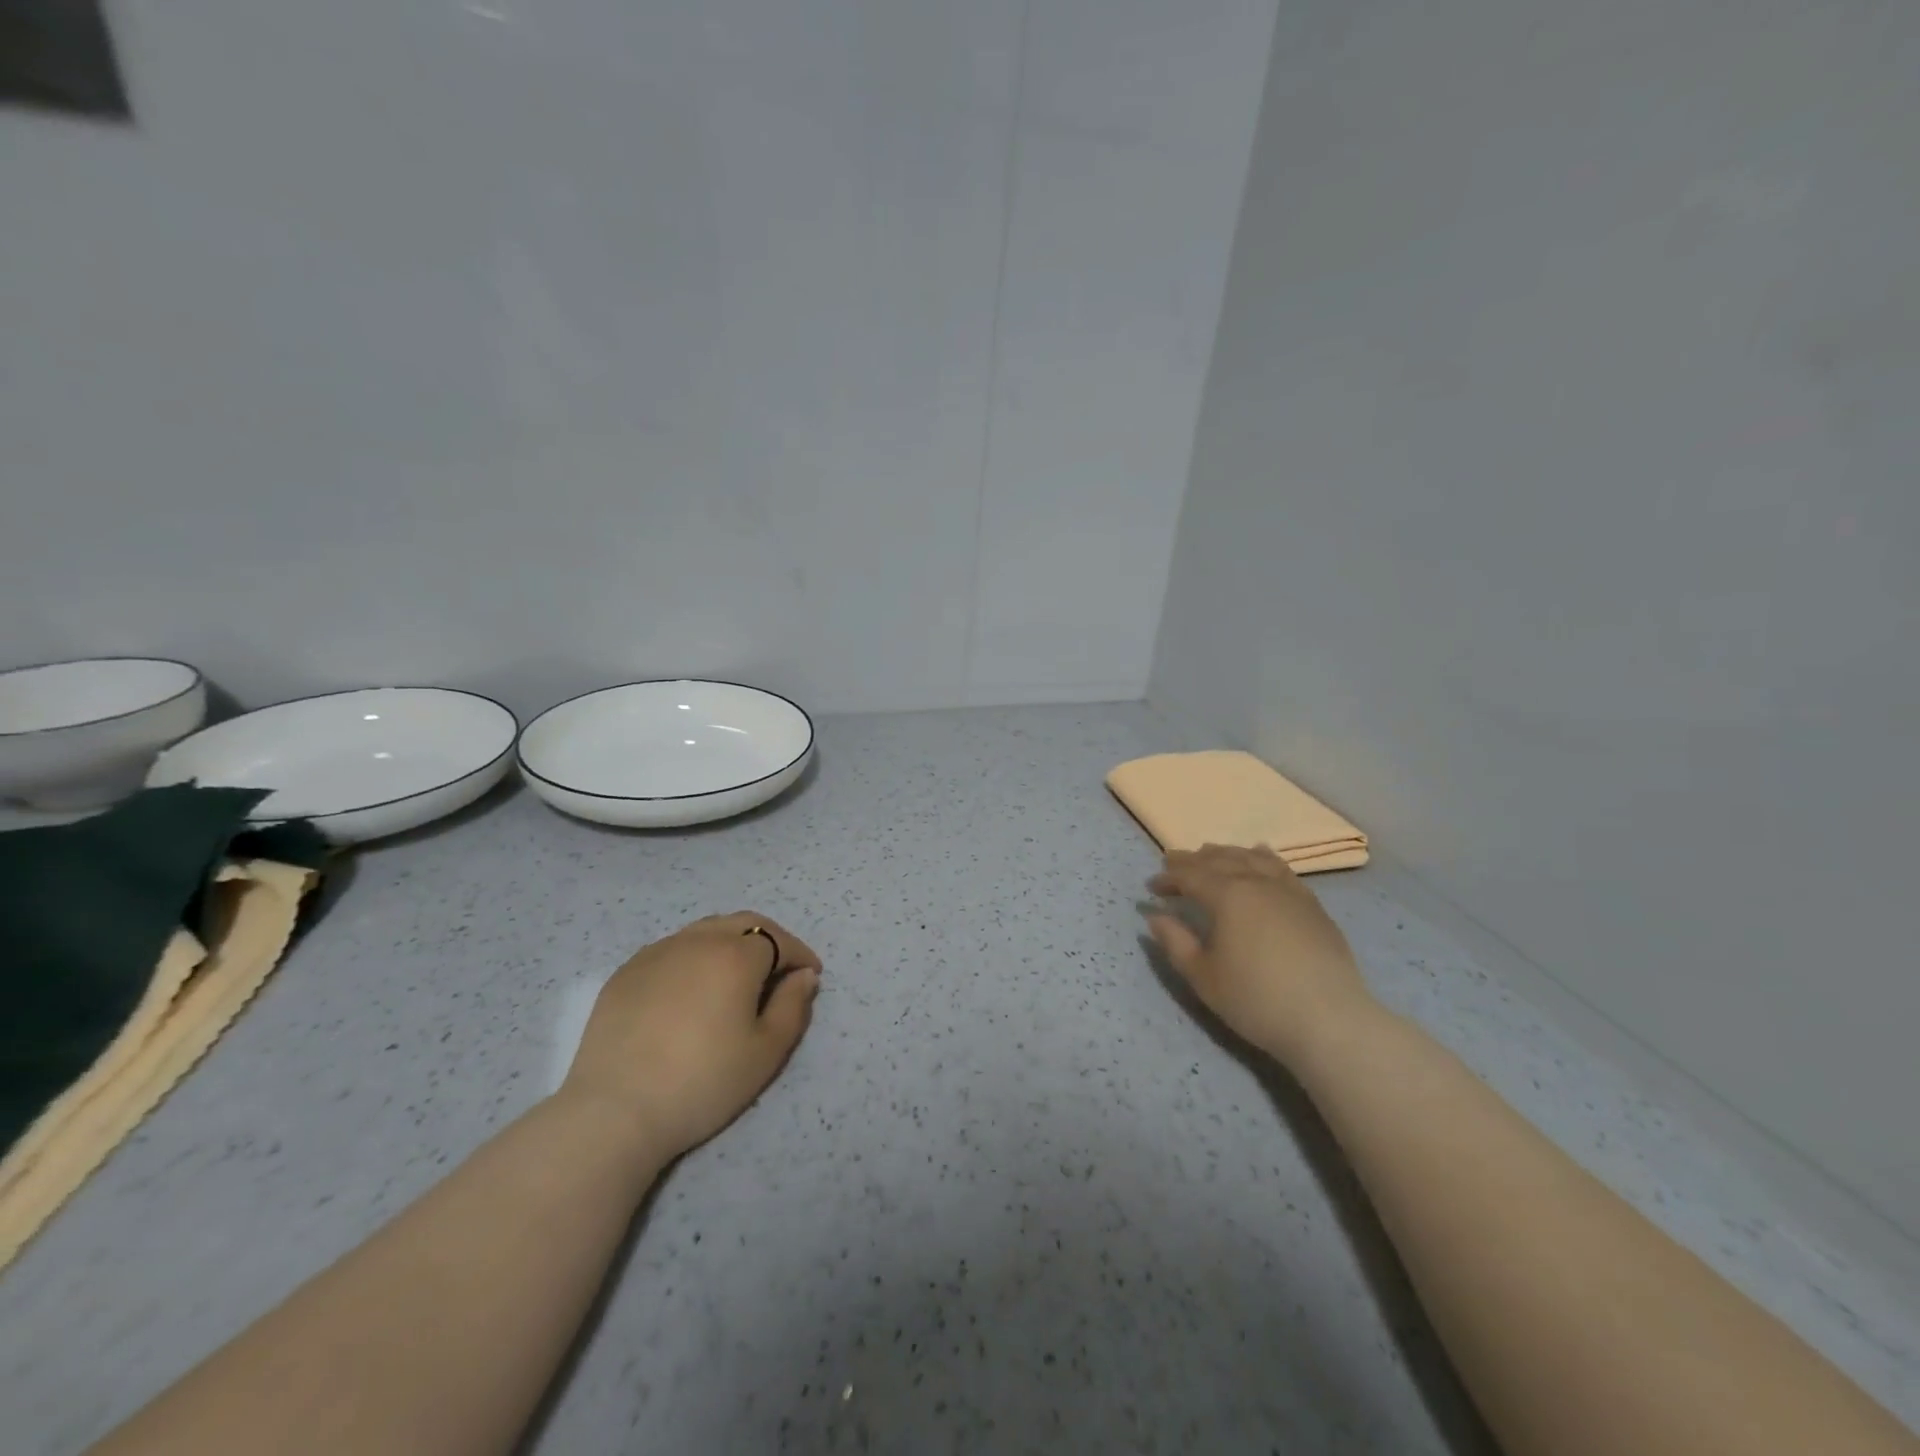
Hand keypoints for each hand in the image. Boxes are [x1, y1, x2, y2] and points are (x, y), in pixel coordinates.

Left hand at [560, 912, 821, 1160]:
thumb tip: (804, 975)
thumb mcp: (766, 1052)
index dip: (800, 955)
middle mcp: (698, 940)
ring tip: (736, 975)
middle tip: (780, 968)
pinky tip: (691, 989)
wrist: (615, 1111)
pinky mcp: (626, 972)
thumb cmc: (703, 1081)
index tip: (811, 976)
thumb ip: (794, 1006)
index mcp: (736, 955)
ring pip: (705, 931)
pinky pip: (672, 949)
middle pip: (743, 923)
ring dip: (730, 943)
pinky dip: (694, 957)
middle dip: (769, 939)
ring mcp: (657, 952)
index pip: (779, 940)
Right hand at [1144, 845, 1375, 1066]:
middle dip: (1192, 860)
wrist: (1330, 1021)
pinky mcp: (1312, 905)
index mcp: (1227, 896)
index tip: (1151, 888)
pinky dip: (1262, 857)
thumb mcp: (1204, 977)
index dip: (1168, 878)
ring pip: (1251, 858)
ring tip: (1211, 855)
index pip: (1190, 876)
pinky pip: (1281, 868)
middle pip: (1220, 860)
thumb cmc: (1257, 1000)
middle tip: (1173, 863)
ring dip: (1226, 853)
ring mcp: (1289, 890)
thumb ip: (1175, 943)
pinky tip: (1259, 856)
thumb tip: (1155, 917)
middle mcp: (1257, 882)